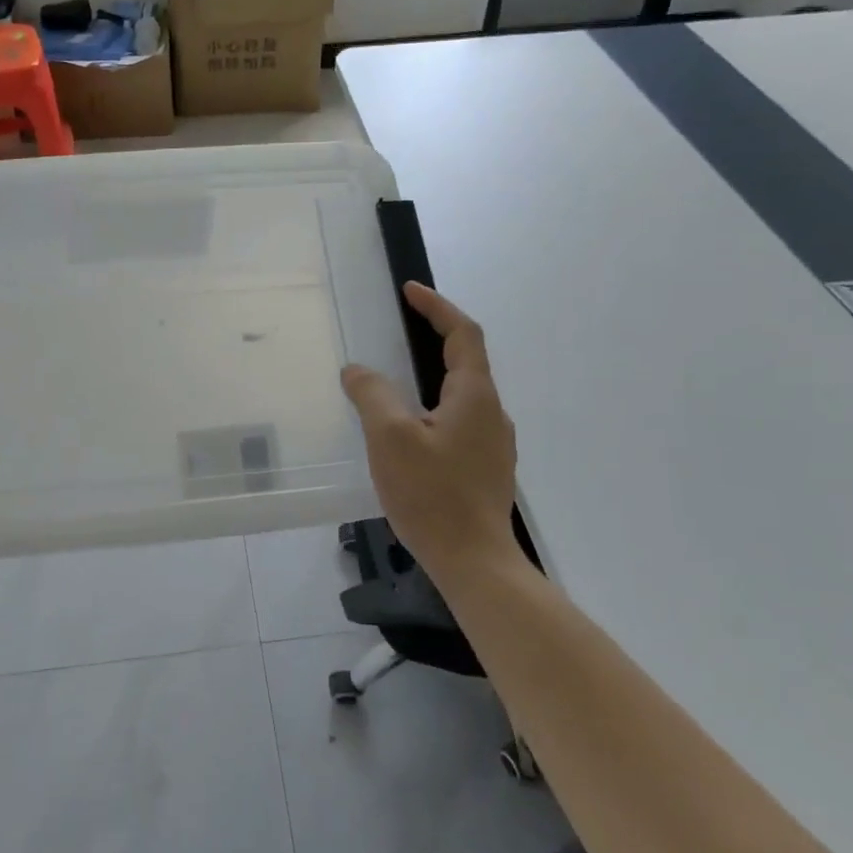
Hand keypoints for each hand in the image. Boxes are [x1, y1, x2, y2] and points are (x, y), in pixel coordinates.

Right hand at [341, 283, 517, 569]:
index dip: (437, 307)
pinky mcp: (486, 469)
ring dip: (434, 377)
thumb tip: (358, 370)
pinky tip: (410, 432)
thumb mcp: (390, 438)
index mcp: (474, 396)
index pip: (462, 334)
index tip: (410, 291)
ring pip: (463, 396)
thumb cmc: (433, 494)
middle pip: (466, 362)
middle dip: (434, 339)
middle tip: (399, 330)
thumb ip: (373, 395)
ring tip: (397, 382)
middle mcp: (492, 413)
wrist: (474, 562)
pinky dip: (435, 409)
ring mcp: (494, 444)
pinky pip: (460, 423)